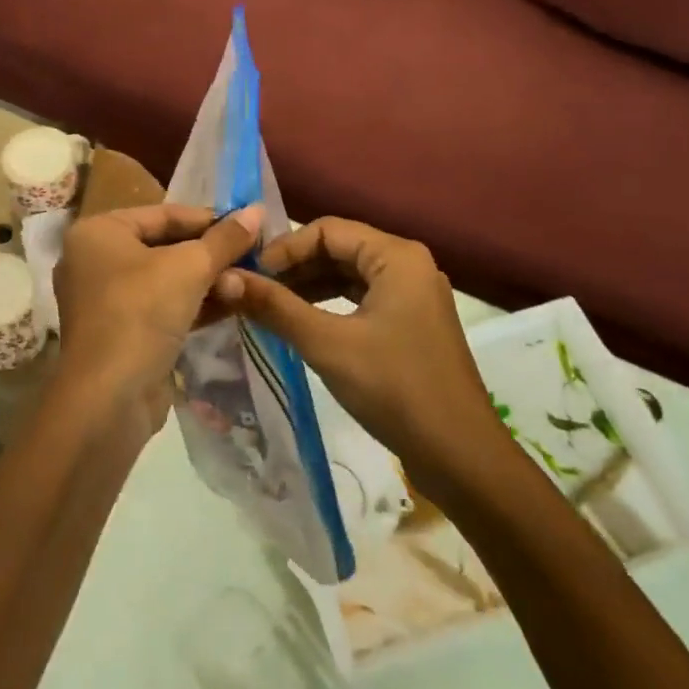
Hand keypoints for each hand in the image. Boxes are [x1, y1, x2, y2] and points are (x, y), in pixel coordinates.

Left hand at [53, 203, 263, 432]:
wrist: (108, 400)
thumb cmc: (141, 313)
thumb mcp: (190, 268)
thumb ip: (225, 238)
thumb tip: (257, 210)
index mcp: (99, 232)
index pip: (164, 214)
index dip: (209, 219)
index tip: (249, 226)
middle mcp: (95, 260)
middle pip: (165, 245)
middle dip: (210, 254)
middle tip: (253, 257)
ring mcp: (106, 300)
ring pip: (166, 279)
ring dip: (207, 281)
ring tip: (247, 284)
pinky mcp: (121, 333)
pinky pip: (162, 307)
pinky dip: (194, 304)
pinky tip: (233, 304)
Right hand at [216, 218, 496, 472]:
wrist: (462, 458)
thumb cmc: (396, 389)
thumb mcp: (328, 345)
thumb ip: (276, 307)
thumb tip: (226, 278)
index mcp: (396, 256)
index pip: (327, 230)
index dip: (285, 248)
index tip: (250, 274)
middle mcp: (408, 264)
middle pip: (339, 248)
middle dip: (294, 267)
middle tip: (253, 290)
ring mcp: (413, 295)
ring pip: (350, 274)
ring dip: (309, 286)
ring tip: (268, 306)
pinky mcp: (412, 323)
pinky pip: (362, 298)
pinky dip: (330, 305)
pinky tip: (301, 323)